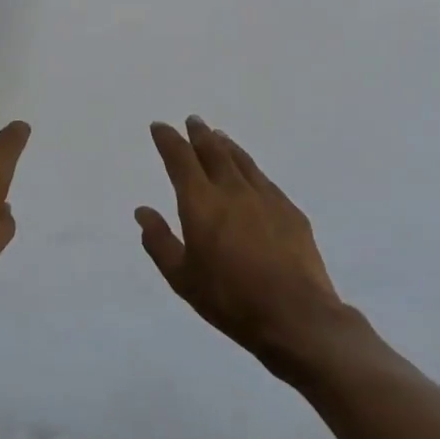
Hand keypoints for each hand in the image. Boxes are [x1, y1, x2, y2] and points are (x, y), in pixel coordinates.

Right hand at [138, 117, 345, 373]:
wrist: (296, 317)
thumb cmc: (230, 299)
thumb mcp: (182, 278)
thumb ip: (159, 241)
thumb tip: (143, 211)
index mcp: (201, 202)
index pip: (180, 159)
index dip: (168, 140)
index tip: (160, 127)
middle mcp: (232, 190)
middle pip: (213, 151)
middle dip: (199, 134)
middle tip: (193, 121)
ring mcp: (265, 198)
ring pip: (242, 161)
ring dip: (226, 146)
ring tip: (219, 137)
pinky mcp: (290, 212)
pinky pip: (264, 180)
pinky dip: (250, 168)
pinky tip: (251, 174)